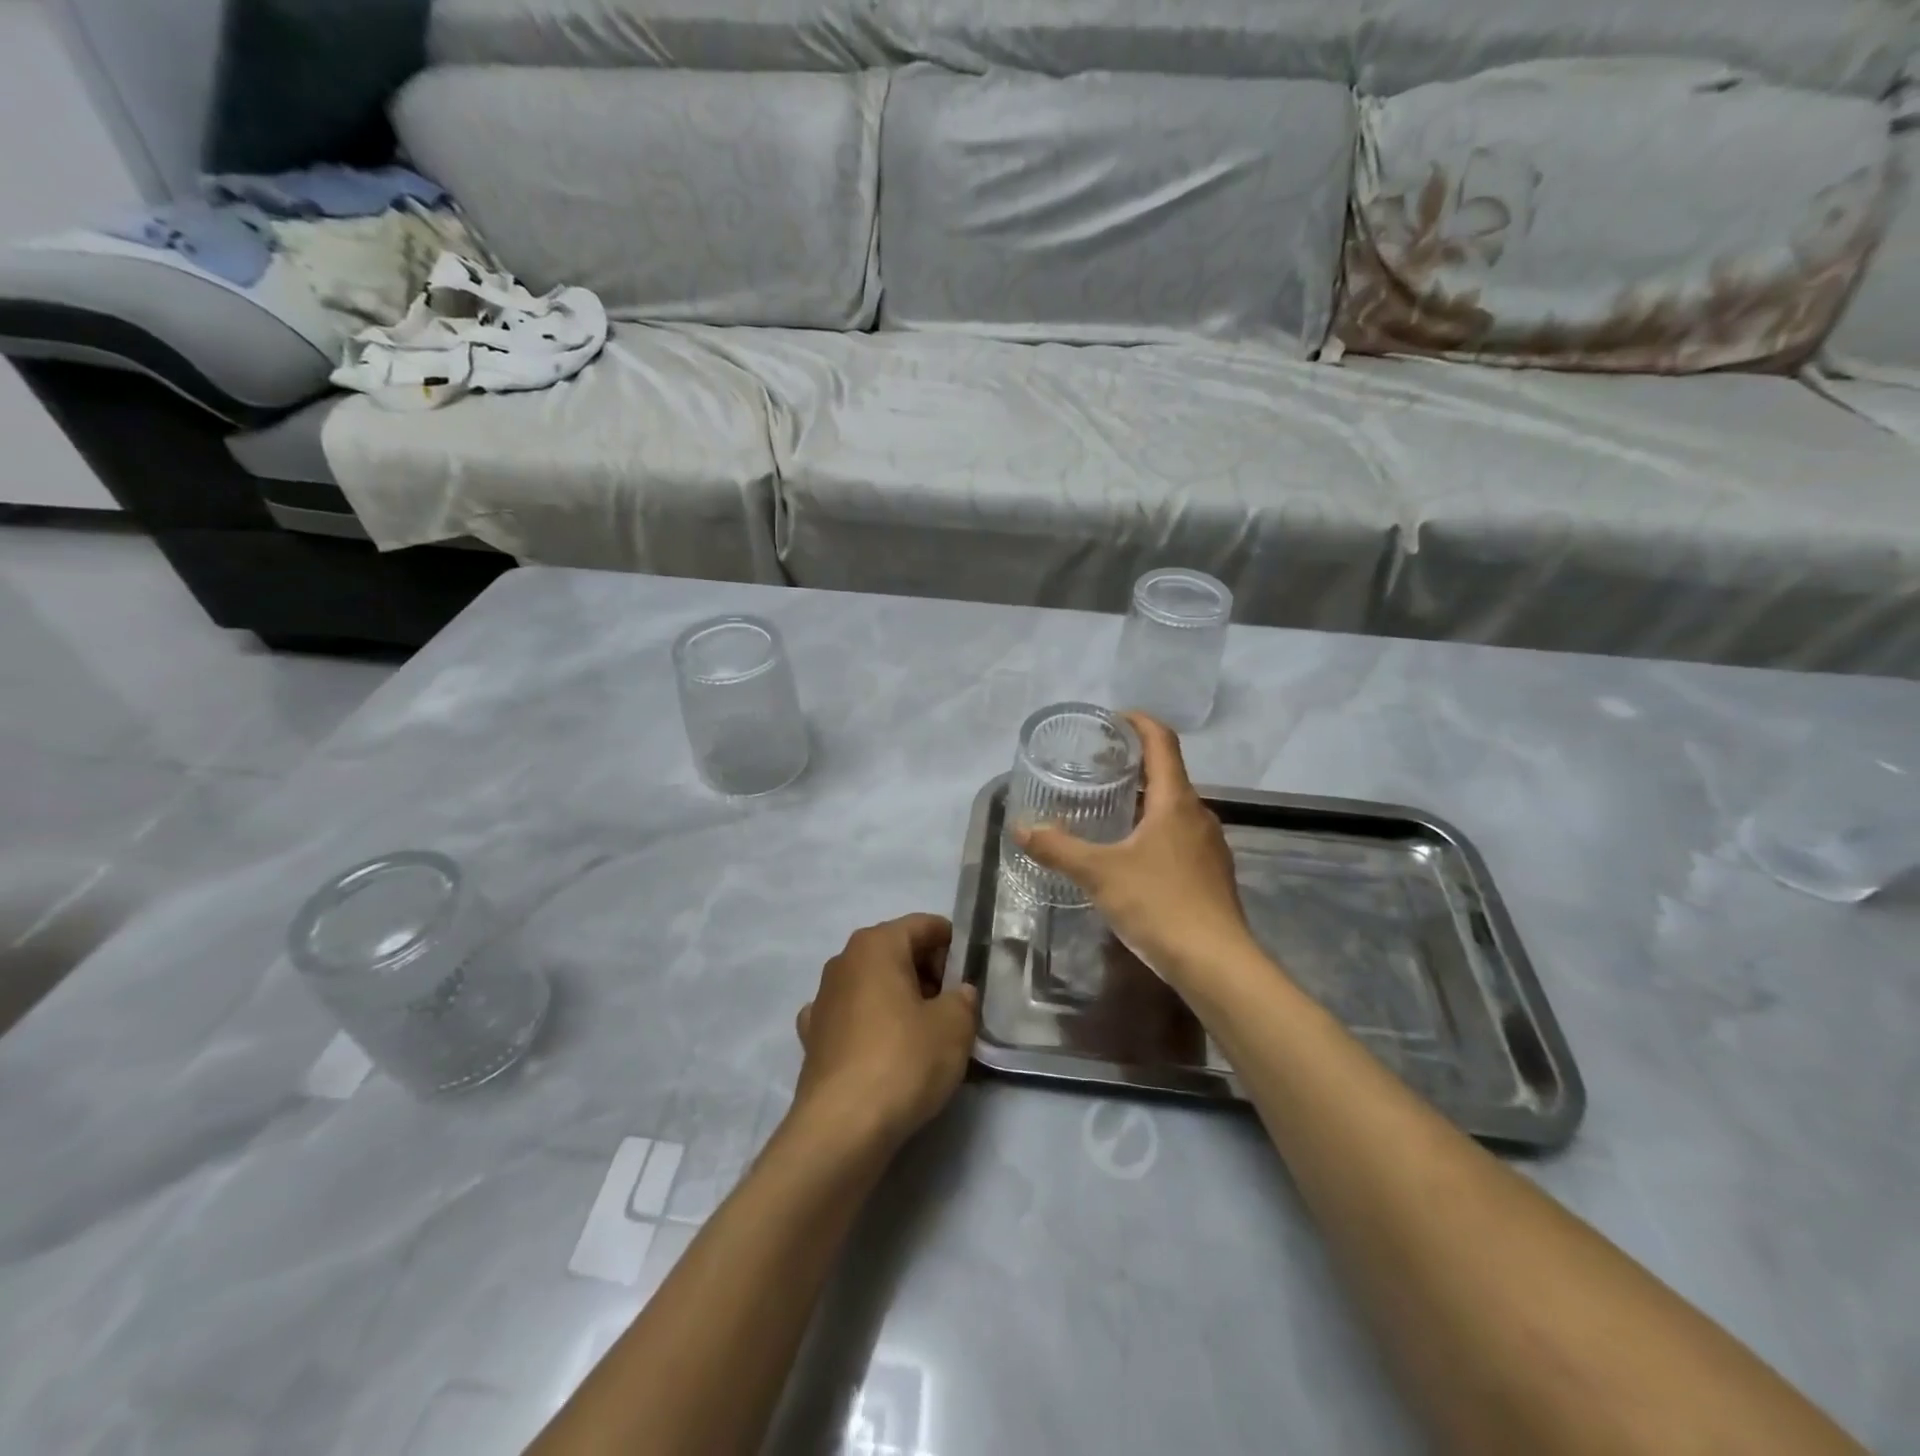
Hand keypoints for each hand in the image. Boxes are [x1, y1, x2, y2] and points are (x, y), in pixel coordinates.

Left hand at [793, 914, 977, 1150]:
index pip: (924, 925)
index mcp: (876, 944)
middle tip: (955, 1006)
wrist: (842, 1127)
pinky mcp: (813, 1037)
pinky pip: (852, 1017)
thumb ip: (963, 999)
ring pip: (873, 985)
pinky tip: (883, 1049)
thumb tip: (958, 993)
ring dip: (900, 999)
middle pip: (896, 952)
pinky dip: (871, 1025)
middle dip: (928, 973)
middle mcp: (844, 961)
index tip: (972, 973)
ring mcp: (823, 999)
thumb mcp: (954, 1026)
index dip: (953, 944)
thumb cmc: (903, 1060)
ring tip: (926, 1034)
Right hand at [1015, 713, 1262, 992]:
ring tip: (1107, 809)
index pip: (1161, 742)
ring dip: (1143, 800)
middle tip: (1096, 768)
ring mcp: (1209, 845)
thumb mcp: (1099, 873)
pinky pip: (1179, 835)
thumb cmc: (1159, 904)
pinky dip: (1154, 829)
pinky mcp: (1211, 873)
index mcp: (1175, 801)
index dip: (1139, 722)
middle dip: (1133, 764)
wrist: (1217, 963)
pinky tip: (1131, 854)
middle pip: (1167, 774)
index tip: (1112, 719)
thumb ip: (1058, 848)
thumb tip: (1021, 828)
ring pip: (1173, 808)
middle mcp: (1198, 814)